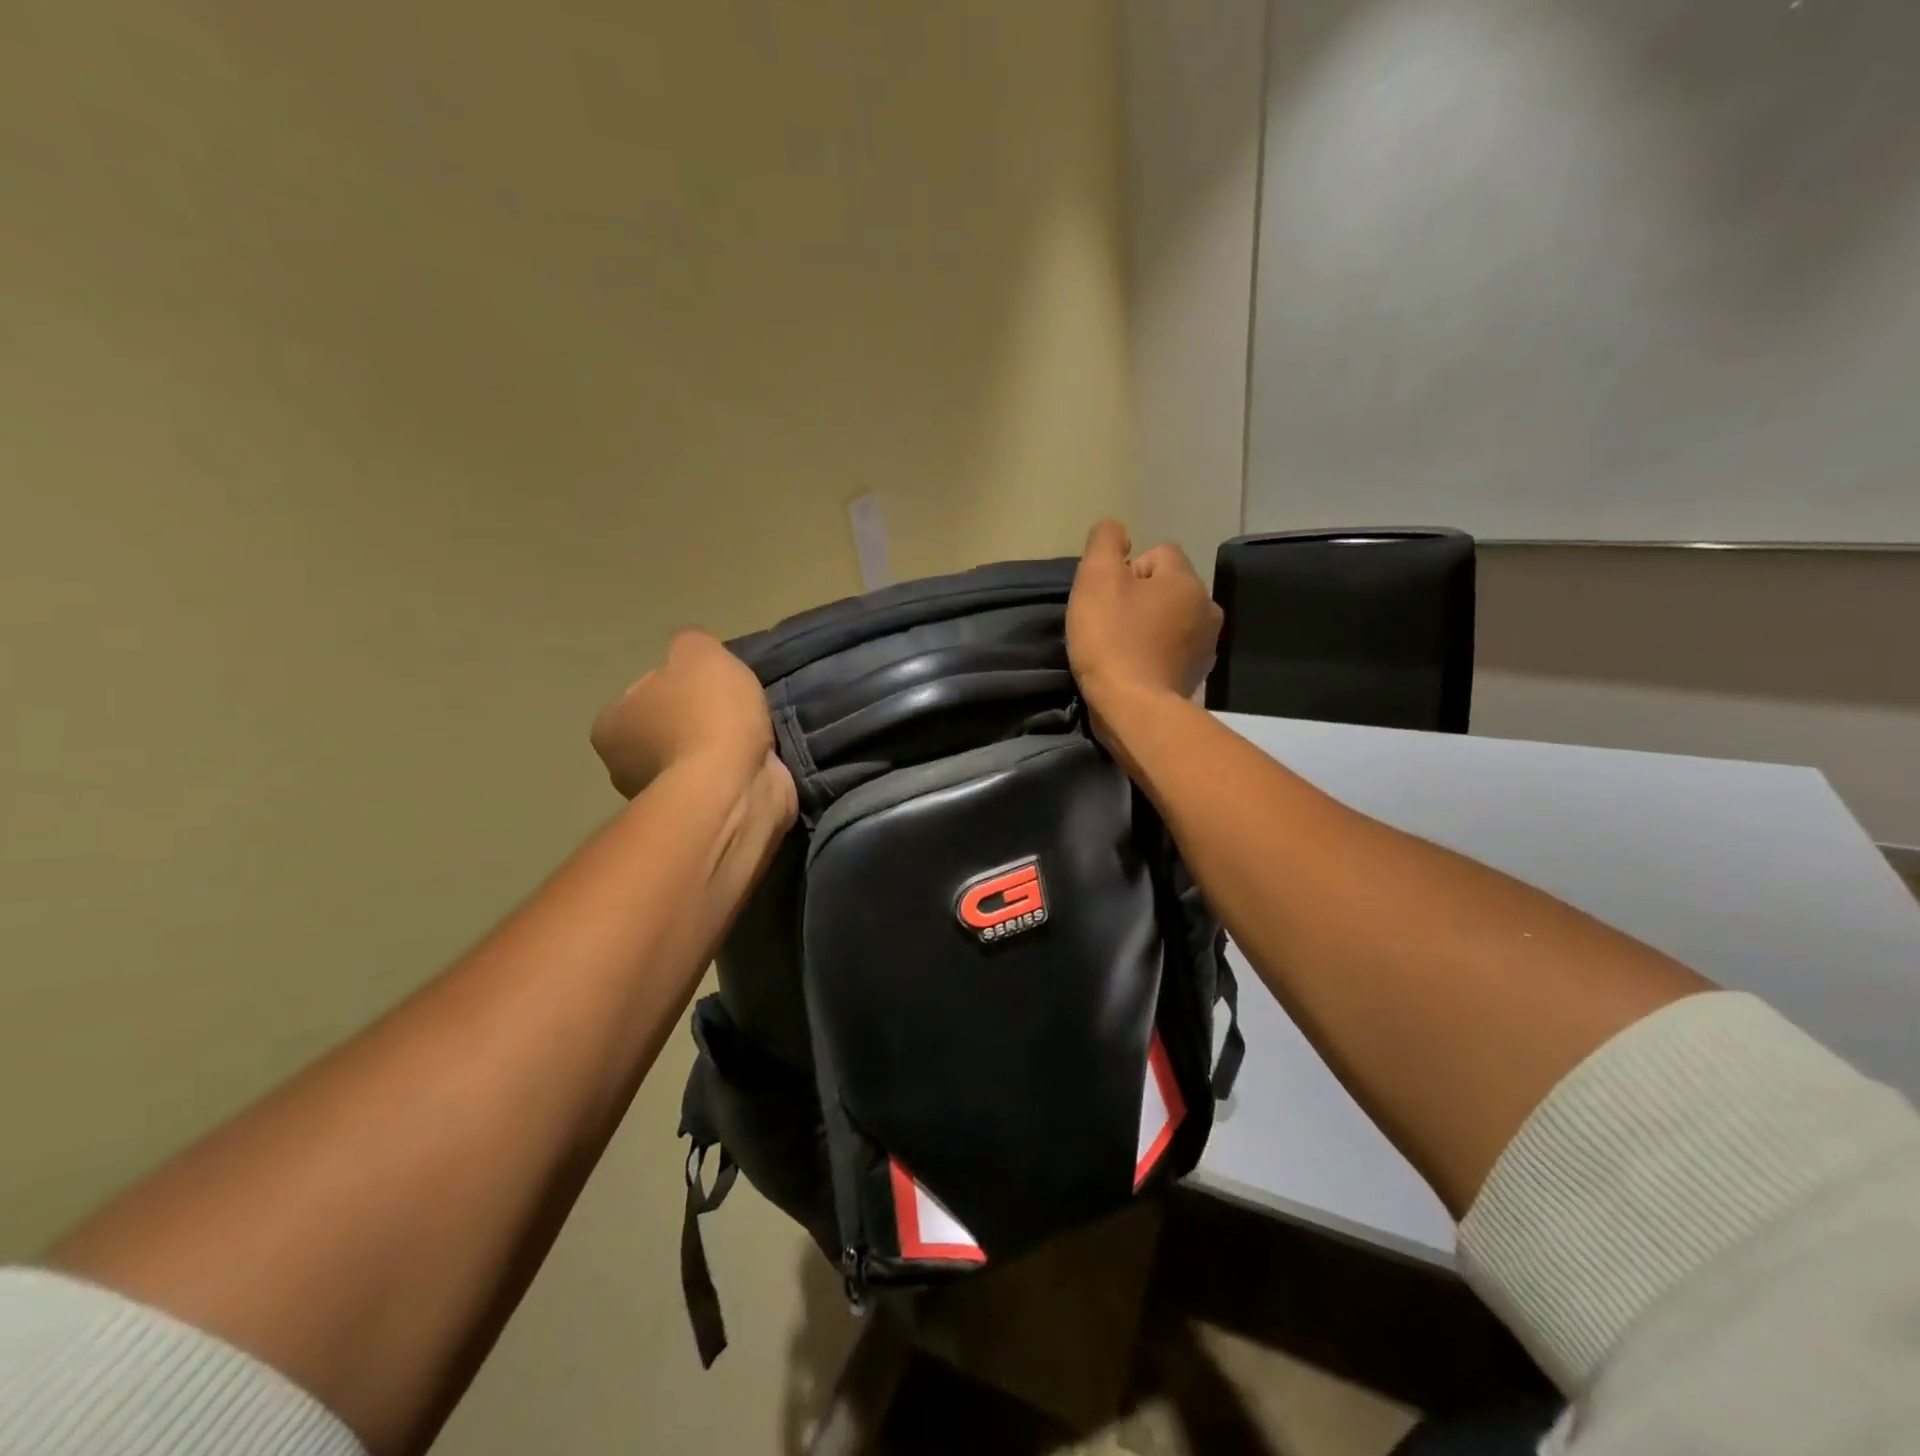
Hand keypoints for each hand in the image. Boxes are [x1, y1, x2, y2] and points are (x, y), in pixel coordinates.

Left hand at [591, 631, 778, 797]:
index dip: (681, 684)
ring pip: (695, 758)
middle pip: (669, 728)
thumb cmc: (707, 716)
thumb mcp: (699, 653)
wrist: (735, 787)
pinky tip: (758, 762)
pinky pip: (717, 783)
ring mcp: (662, 798)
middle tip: (735, 712)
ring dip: (720, 749)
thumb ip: (691, 644)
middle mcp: (625, 766)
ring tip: (754, 738)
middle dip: (700, 720)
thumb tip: (691, 655)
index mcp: (611, 726)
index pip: (645, 692)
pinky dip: (735, 772)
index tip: (712, 686)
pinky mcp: (699, 818)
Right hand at [1066, 520, 1221, 713]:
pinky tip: (1136, 669)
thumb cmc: (1112, 640)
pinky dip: (1156, 654)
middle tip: (1110, 625)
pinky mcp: (1198, 676)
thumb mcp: (1096, 579)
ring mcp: (1207, 645)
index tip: (1107, 600)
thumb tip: (1117, 531)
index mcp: (1186, 579)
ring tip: (1122, 649)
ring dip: (1149, 627)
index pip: (1157, 554)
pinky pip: (1174, 650)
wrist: (1134, 709)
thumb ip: (1105, 542)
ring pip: (1172, 619)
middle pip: (1167, 587)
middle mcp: (1207, 606)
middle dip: (1140, 600)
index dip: (1126, 571)